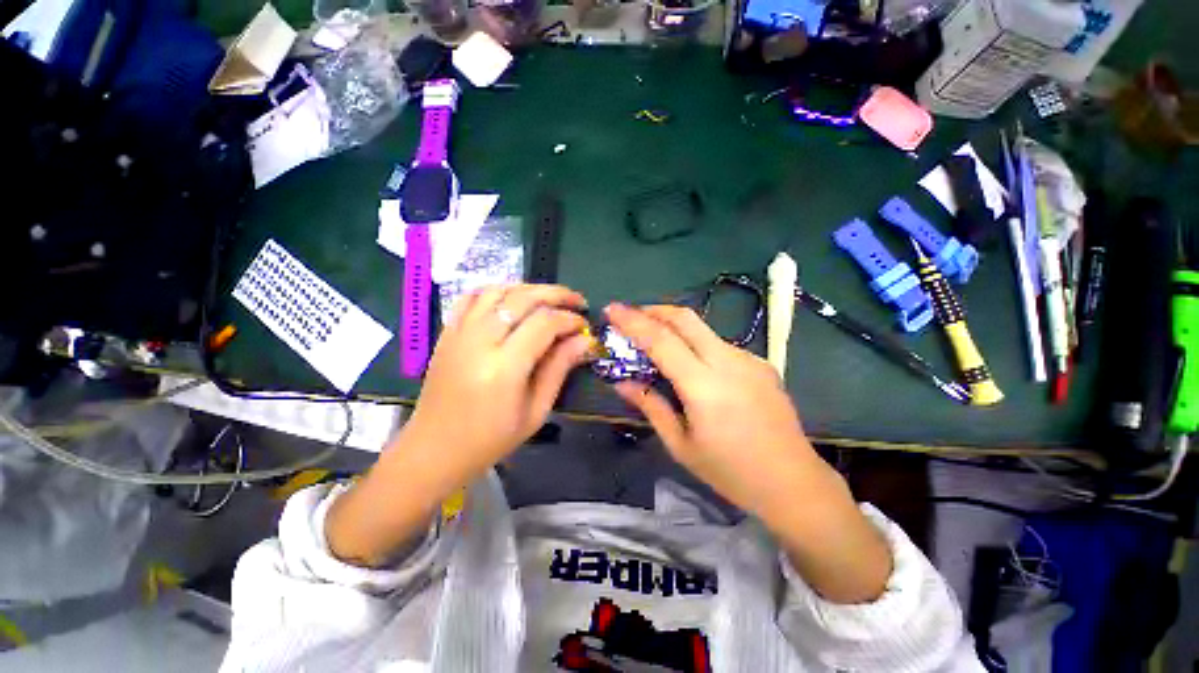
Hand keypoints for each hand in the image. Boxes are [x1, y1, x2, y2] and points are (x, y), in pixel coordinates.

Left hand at [402, 283, 592, 481]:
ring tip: (549, 300)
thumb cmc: (491, 439)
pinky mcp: (447, 333)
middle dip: (556, 294)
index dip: (569, 319)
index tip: (584, 326)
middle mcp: (480, 341)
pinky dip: (496, 291)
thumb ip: (559, 369)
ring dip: (528, 289)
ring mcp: (459, 333)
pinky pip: (471, 297)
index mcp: (504, 367)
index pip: (544, 323)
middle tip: (577, 301)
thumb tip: (584, 341)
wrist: (435, 449)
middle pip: (522, 298)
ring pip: (497, 291)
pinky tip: (512, 300)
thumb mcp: (536, 411)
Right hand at [604, 303, 814, 515]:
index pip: (661, 339)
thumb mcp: (680, 444)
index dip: (632, 321)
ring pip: (703, 329)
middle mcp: (728, 362)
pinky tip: (694, 366)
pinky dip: (697, 345)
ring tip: (658, 344)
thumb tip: (622, 382)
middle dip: (654, 310)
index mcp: (704, 385)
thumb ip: (650, 406)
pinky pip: (720, 345)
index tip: (612, 309)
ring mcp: (748, 359)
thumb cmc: (730, 471)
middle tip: (632, 316)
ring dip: (675, 328)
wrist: (793, 482)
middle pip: (686, 318)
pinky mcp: (761, 364)